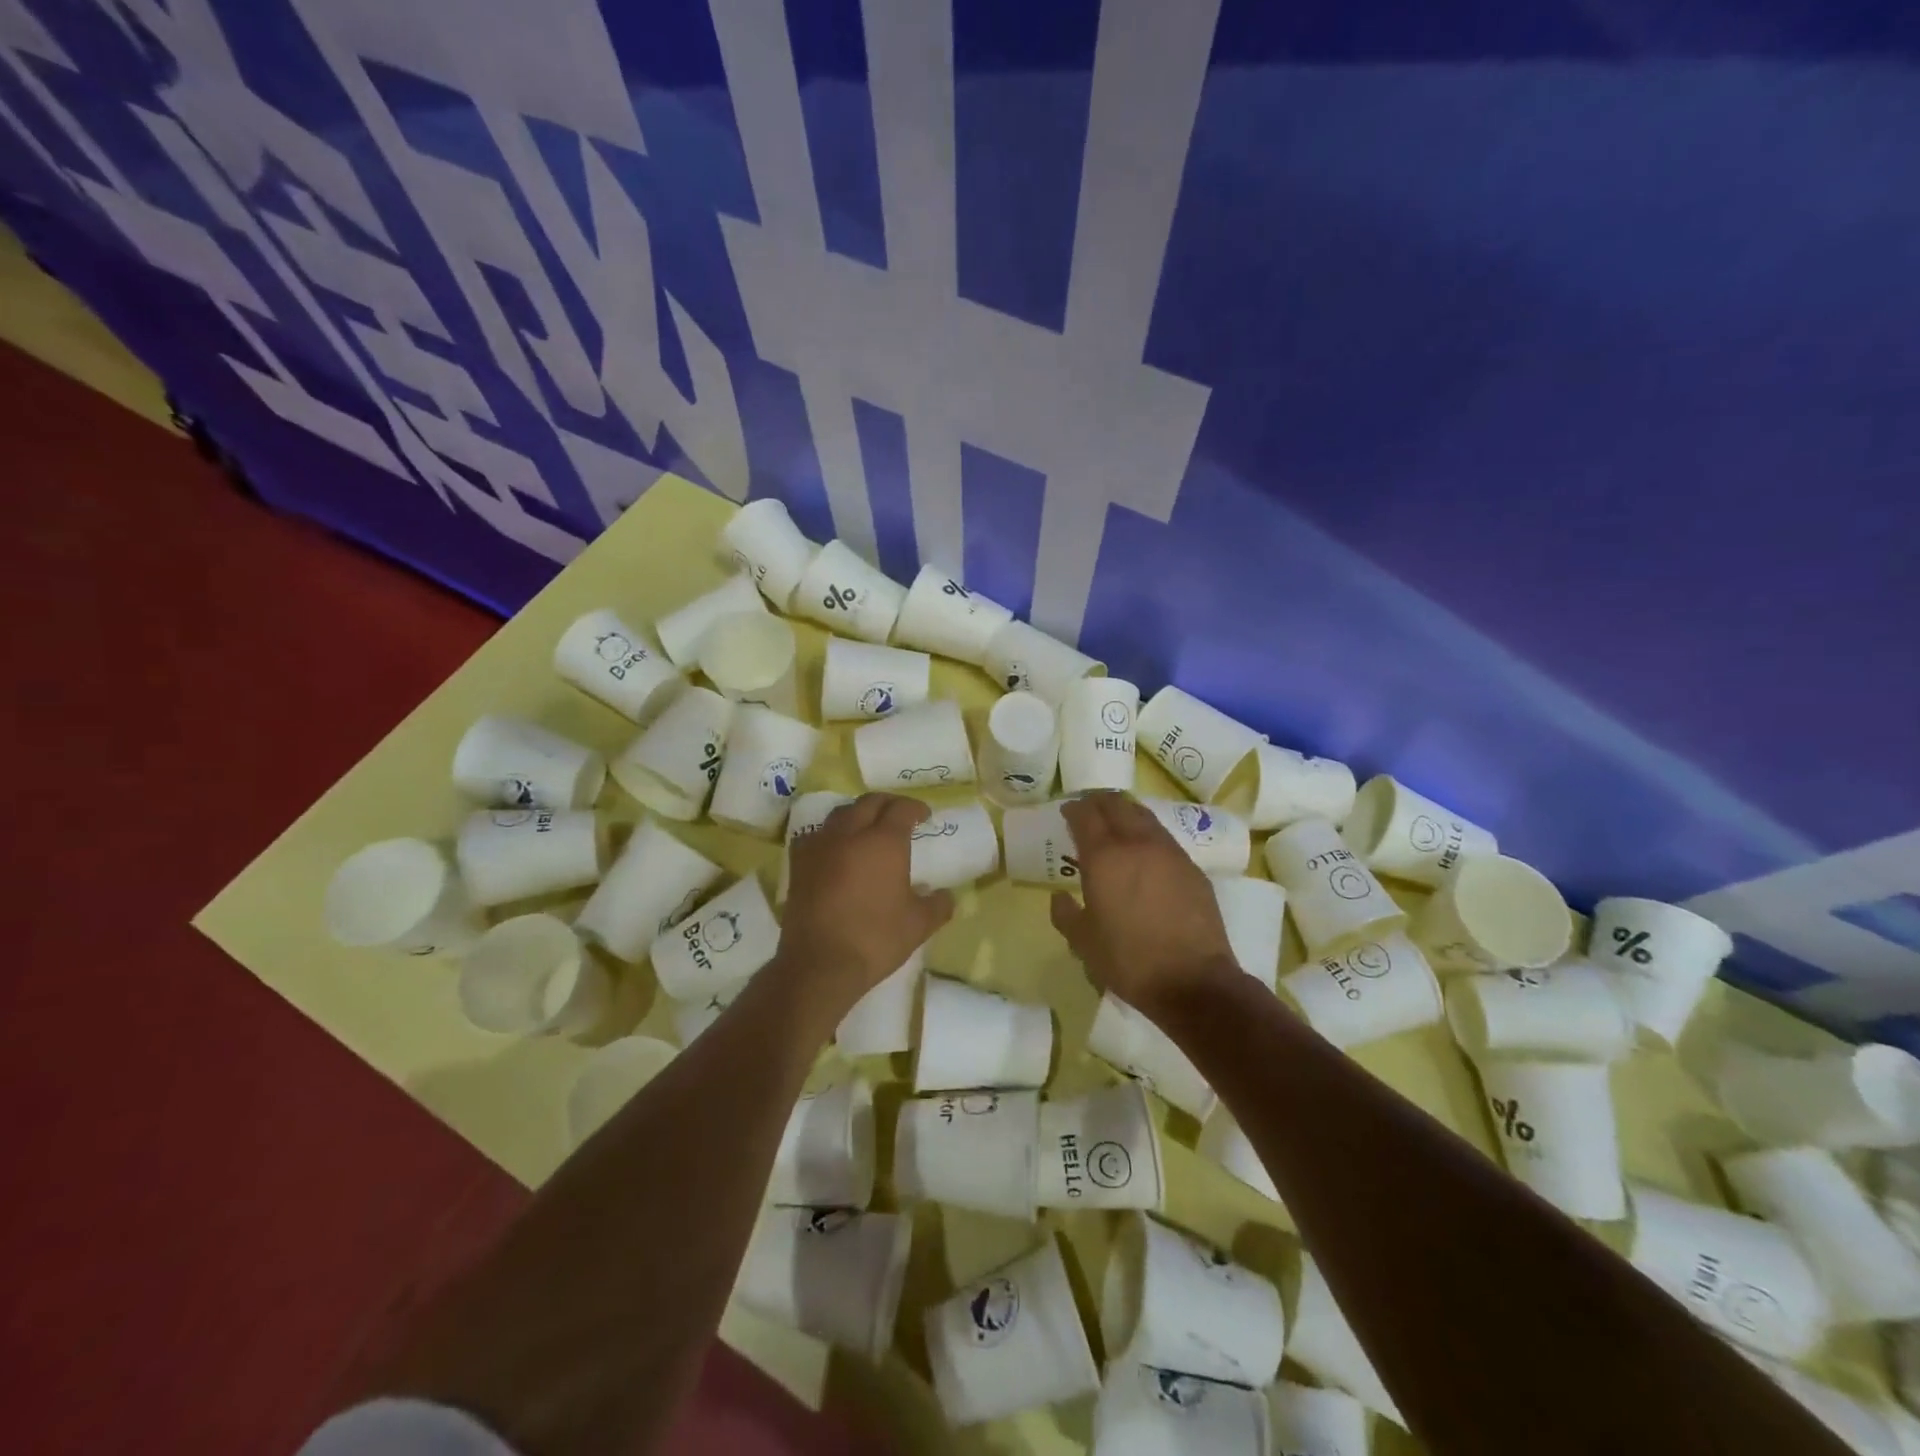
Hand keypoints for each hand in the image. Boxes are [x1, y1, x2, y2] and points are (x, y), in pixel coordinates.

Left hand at [778, 793, 955, 1018]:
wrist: (821, 963)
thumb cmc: (875, 939)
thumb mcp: (919, 925)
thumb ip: (937, 905)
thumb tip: (945, 896)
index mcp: (884, 842)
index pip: (901, 809)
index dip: (915, 808)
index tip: (924, 816)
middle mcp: (850, 834)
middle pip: (869, 802)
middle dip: (887, 803)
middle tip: (899, 814)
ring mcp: (820, 846)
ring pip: (840, 813)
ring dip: (858, 813)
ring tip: (867, 826)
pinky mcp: (799, 864)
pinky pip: (815, 835)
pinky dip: (830, 833)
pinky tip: (834, 847)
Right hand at [1049, 792, 1237, 1017]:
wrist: (1193, 981)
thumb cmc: (1129, 961)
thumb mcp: (1083, 943)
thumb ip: (1066, 914)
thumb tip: (1059, 897)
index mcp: (1104, 857)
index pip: (1086, 815)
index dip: (1074, 809)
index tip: (1067, 812)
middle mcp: (1137, 844)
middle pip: (1117, 805)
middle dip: (1100, 803)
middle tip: (1089, 810)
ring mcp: (1170, 853)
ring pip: (1144, 817)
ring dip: (1127, 814)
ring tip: (1117, 824)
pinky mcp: (1192, 869)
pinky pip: (1165, 839)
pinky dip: (1148, 835)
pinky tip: (1146, 853)